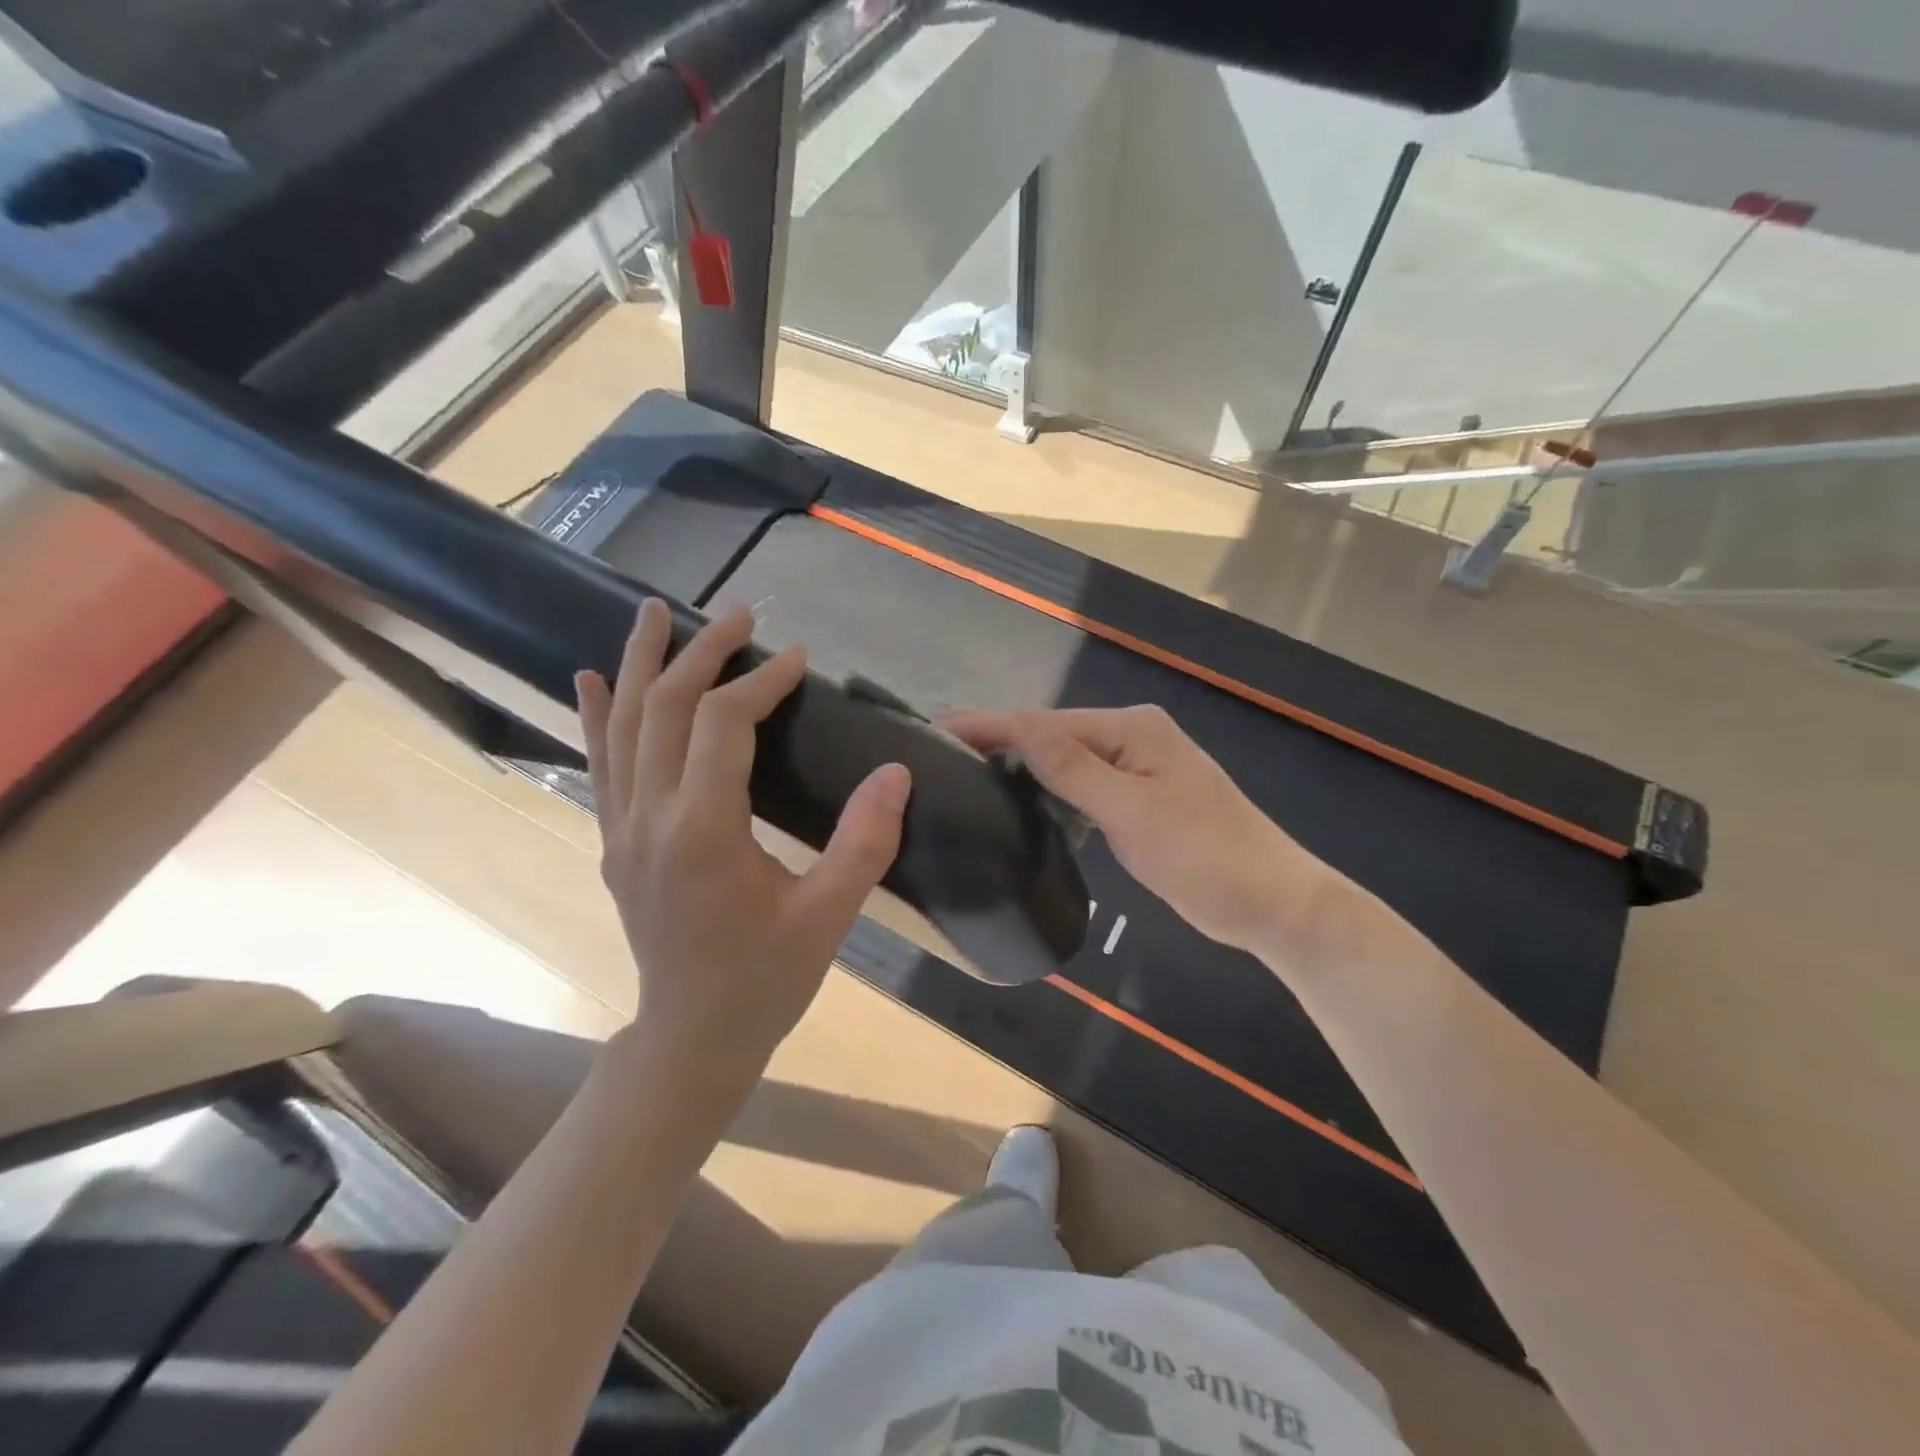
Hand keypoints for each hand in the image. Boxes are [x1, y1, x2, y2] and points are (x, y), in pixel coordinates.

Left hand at [577, 602, 909, 1076]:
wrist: (692, 1037)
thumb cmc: (766, 979)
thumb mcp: (829, 916)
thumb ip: (865, 842)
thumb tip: (896, 772)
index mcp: (703, 831)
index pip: (724, 724)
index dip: (761, 681)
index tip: (798, 659)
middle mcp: (650, 818)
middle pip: (667, 709)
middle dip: (704, 654)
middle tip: (740, 614)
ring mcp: (622, 829)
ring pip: (623, 726)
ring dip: (641, 664)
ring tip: (655, 612)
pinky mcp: (615, 842)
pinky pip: (600, 765)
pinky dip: (597, 716)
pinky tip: (593, 679)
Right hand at [945, 705, 1345, 958]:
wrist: (1272, 903)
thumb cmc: (1205, 856)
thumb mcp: (1133, 812)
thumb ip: (1073, 768)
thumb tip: (1018, 727)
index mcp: (1132, 729)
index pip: (1046, 723)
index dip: (991, 725)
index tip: (937, 729)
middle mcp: (1133, 738)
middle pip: (1053, 737)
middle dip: (1001, 744)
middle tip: (942, 759)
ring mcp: (1137, 769)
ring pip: (1066, 763)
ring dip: (1024, 769)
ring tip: (968, 778)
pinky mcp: (1138, 800)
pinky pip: (1083, 788)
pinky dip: (1052, 795)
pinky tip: (1022, 806)